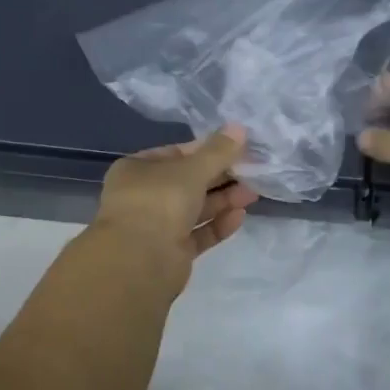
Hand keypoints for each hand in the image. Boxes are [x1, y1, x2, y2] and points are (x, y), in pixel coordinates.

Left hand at [93, 125, 258, 276]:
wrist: (140, 262)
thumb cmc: (159, 201)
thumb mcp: (192, 169)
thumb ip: (218, 151)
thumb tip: (239, 127)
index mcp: (136, 170)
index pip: (175, 154)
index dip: (206, 150)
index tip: (236, 148)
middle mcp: (144, 196)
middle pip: (187, 182)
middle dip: (220, 177)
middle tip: (251, 171)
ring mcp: (156, 226)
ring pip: (195, 208)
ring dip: (223, 200)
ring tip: (253, 193)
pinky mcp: (171, 252)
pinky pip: (198, 233)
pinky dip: (217, 224)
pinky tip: (240, 217)